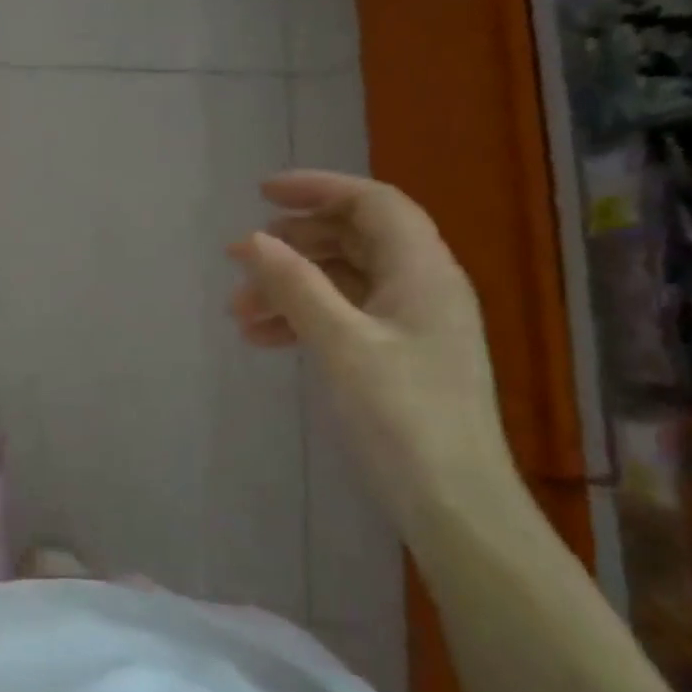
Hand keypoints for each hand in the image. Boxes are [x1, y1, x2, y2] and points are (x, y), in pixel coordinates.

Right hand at [228, 171, 515, 512]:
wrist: (452, 503)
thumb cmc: (401, 416)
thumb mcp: (340, 344)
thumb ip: (295, 286)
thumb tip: (250, 241)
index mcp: (423, 271)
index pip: (372, 203)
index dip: (318, 189)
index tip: (261, 194)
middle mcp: (423, 287)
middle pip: (355, 239)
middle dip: (294, 244)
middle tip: (243, 259)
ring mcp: (412, 324)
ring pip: (344, 281)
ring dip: (291, 287)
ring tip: (239, 312)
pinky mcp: (398, 357)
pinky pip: (345, 317)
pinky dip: (304, 318)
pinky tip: (265, 339)